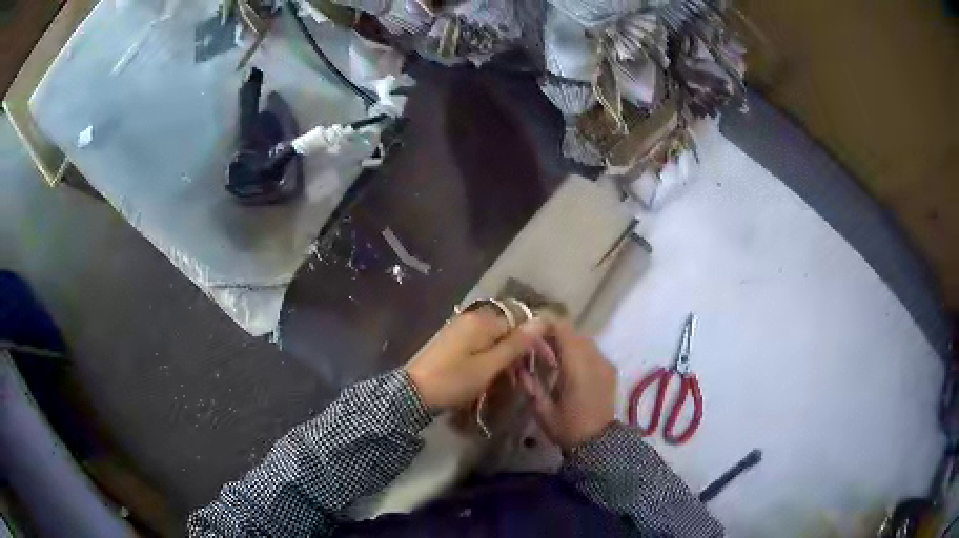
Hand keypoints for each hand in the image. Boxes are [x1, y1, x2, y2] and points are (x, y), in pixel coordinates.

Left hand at [405, 308, 547, 410]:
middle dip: (522, 351)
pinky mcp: (453, 341)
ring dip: (508, 357)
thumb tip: (542, 319)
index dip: (535, 341)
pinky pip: (482, 344)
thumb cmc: (454, 380)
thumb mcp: (489, 366)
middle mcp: (472, 318)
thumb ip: (516, 344)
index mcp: (482, 321)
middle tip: (529, 377)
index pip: (520, 321)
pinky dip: (493, 358)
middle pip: (508, 329)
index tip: (547, 362)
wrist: (413, 393)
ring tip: (515, 381)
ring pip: (495, 338)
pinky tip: (496, 375)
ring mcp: (461, 329)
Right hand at [520, 320, 616, 448]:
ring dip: (566, 342)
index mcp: (577, 367)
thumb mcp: (542, 409)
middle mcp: (595, 359)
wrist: (599, 444)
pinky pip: (592, 351)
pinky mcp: (610, 370)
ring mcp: (605, 364)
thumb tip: (515, 363)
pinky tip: (566, 366)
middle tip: (535, 345)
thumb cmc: (568, 427)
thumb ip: (529, 383)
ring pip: (584, 340)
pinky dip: (578, 351)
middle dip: (554, 334)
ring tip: (549, 356)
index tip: (529, 330)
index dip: (546, 325)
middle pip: (574, 333)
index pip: (564, 331)